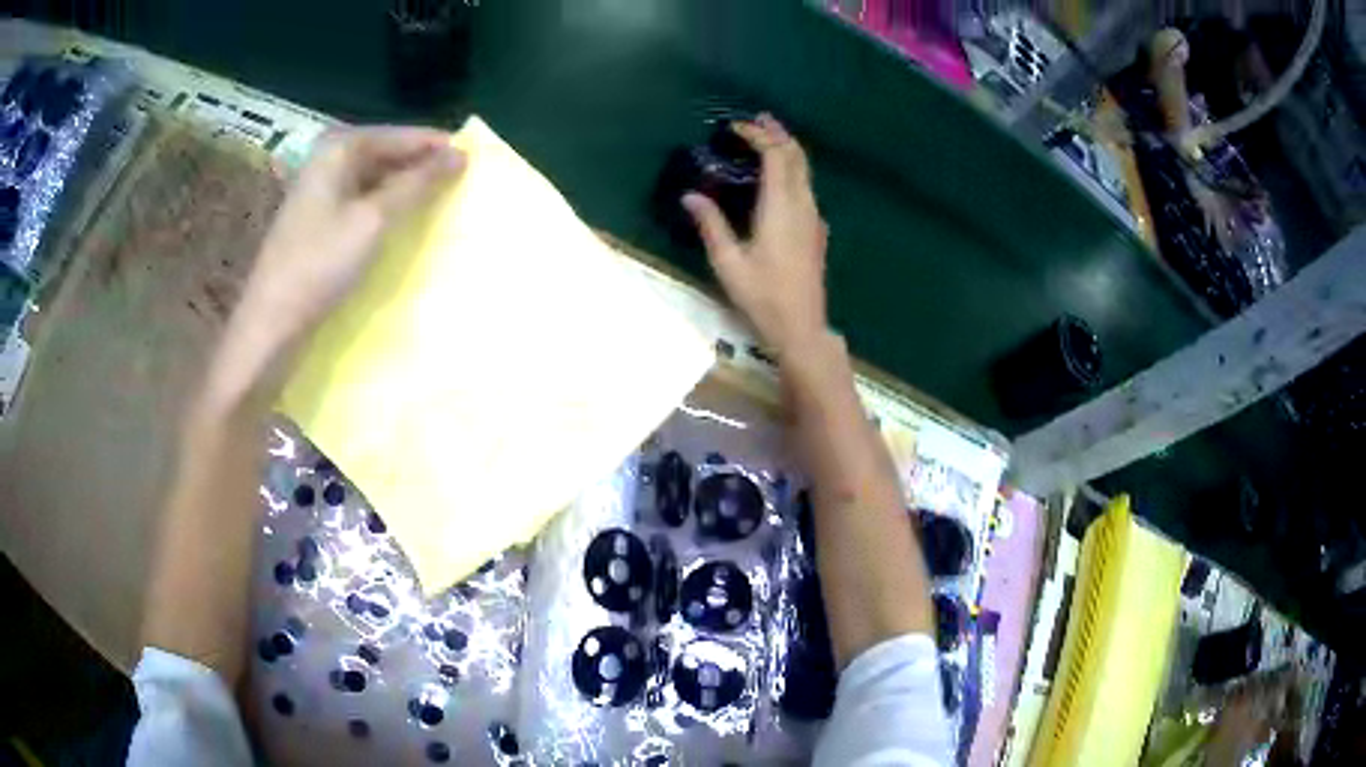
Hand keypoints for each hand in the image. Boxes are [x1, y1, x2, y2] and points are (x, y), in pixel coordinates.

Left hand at [240, 126, 465, 347]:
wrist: (272, 324)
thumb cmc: (320, 265)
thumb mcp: (374, 220)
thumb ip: (417, 184)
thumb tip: (460, 155)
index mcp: (339, 148)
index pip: (401, 135)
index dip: (437, 147)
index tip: (476, 162)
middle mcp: (329, 161)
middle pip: (387, 152)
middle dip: (422, 167)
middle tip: (462, 184)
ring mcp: (321, 191)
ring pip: (376, 178)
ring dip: (406, 189)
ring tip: (441, 202)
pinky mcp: (319, 220)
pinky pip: (363, 200)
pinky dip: (386, 207)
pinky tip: (405, 222)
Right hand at [682, 114, 827, 358]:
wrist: (802, 326)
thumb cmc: (762, 296)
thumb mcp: (728, 262)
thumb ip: (711, 225)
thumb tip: (690, 195)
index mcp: (780, 207)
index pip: (775, 155)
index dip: (758, 135)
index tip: (736, 127)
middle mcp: (802, 204)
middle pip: (797, 155)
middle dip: (778, 133)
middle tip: (757, 120)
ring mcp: (814, 217)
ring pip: (805, 170)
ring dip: (787, 149)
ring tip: (766, 139)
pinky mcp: (816, 229)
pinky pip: (806, 186)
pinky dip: (792, 169)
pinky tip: (777, 177)